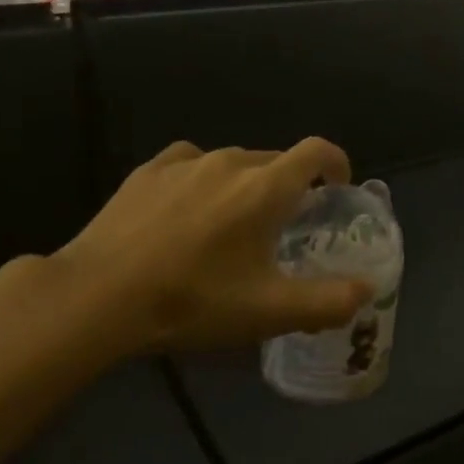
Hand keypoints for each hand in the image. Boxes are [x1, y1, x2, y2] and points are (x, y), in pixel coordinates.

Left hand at [51, 138, 372, 354]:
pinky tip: (186, 211)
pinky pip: (191, 164)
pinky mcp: (148, 171)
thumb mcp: (269, 312)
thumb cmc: (193, 300)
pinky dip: (202, 180)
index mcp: (265, 187)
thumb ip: (328, 301)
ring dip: (245, 186)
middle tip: (282, 229)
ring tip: (230, 225)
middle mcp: (230, 161)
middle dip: (289, 187)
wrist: (97, 297)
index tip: (338, 190)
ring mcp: (186, 162)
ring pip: (233, 163)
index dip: (337, 163)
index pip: (317, 151)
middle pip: (276, 161)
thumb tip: (366, 289)